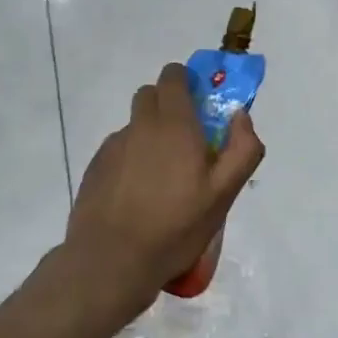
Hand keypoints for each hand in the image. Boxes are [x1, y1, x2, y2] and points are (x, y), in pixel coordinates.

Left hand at [66, 64, 265, 303]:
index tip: (202, 107)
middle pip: (151, 95)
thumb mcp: (223, 195)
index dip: (188, 83)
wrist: (112, 261)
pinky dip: (133, 159)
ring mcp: (113, 147)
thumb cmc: (176, 227)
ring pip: (136, 125)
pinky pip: (120, 150)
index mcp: (174, 125)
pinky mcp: (95, 168)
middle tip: (188, 143)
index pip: (174, 76)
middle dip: (170, 106)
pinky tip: (140, 195)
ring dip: (151, 136)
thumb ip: (242, 150)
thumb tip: (241, 116)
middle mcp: (140, 127)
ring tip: (164, 179)